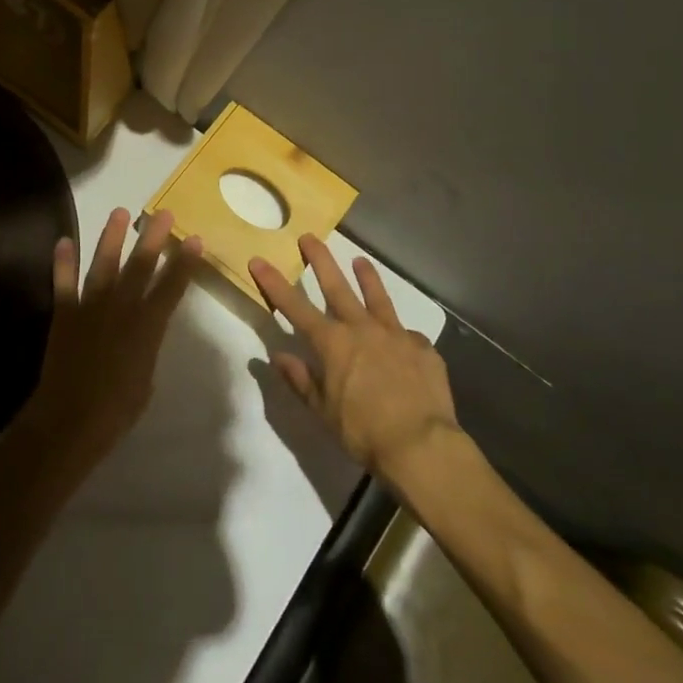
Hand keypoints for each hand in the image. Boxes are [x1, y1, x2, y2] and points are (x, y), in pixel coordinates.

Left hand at [13, 208, 201, 477]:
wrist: (71, 421)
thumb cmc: (116, 410)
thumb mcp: (145, 378)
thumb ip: (146, 346)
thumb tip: (143, 330)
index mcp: (147, 327)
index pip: (171, 288)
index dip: (184, 263)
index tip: (194, 239)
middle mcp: (121, 308)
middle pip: (140, 266)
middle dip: (153, 238)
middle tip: (164, 213)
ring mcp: (90, 307)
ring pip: (103, 264)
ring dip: (111, 237)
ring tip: (119, 211)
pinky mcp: (64, 313)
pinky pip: (63, 282)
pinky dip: (63, 262)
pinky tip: (64, 240)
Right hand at [249, 235, 460, 481]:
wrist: (422, 445)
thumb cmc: (363, 431)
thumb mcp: (322, 411)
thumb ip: (301, 380)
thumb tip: (278, 356)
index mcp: (332, 343)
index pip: (294, 306)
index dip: (274, 282)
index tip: (259, 260)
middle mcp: (362, 329)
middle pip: (337, 286)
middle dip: (320, 260)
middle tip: (309, 237)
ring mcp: (396, 335)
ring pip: (378, 298)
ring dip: (367, 277)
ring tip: (361, 261)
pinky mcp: (423, 349)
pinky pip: (409, 336)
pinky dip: (402, 335)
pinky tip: (405, 340)